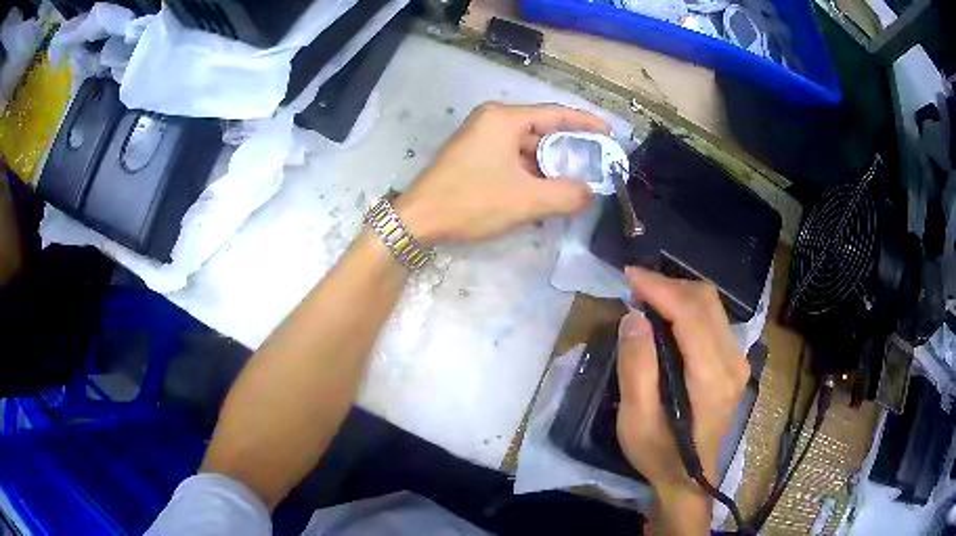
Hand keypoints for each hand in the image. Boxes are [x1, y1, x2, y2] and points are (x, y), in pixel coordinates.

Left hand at [394, 102, 609, 243]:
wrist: (418, 220)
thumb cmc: (472, 201)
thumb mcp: (526, 200)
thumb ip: (567, 195)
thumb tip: (590, 193)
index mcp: (505, 118)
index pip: (557, 114)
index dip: (586, 123)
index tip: (610, 135)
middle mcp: (493, 120)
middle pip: (542, 130)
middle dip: (570, 149)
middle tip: (596, 166)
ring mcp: (480, 138)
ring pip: (527, 147)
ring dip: (550, 165)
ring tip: (576, 184)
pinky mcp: (473, 156)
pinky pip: (512, 158)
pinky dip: (531, 173)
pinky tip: (546, 191)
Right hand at [616, 267, 749, 529]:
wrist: (690, 477)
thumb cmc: (659, 454)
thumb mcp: (636, 420)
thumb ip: (636, 368)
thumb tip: (634, 316)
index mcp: (711, 379)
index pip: (691, 315)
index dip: (661, 288)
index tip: (629, 275)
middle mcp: (733, 362)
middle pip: (706, 301)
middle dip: (669, 285)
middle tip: (634, 286)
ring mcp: (738, 360)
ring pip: (712, 305)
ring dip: (679, 293)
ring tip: (647, 297)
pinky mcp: (735, 361)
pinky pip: (714, 318)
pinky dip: (689, 307)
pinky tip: (667, 316)